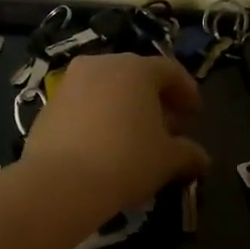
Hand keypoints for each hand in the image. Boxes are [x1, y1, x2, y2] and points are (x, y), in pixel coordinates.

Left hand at [23, 53, 210, 217]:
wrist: (61, 182)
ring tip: (135, 139)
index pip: (170, 71)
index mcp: (136, 69)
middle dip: (155, 101)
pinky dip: (98, 119)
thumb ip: (188, 154)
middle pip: (136, 77)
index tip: (195, 115)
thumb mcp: (167, 160)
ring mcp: (69, 83)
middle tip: (167, 128)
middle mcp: (101, 65)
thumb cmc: (126, 161)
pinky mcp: (47, 106)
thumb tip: (201, 158)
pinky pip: (83, 106)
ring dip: (124, 109)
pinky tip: (104, 146)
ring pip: (106, 90)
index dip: (186, 92)